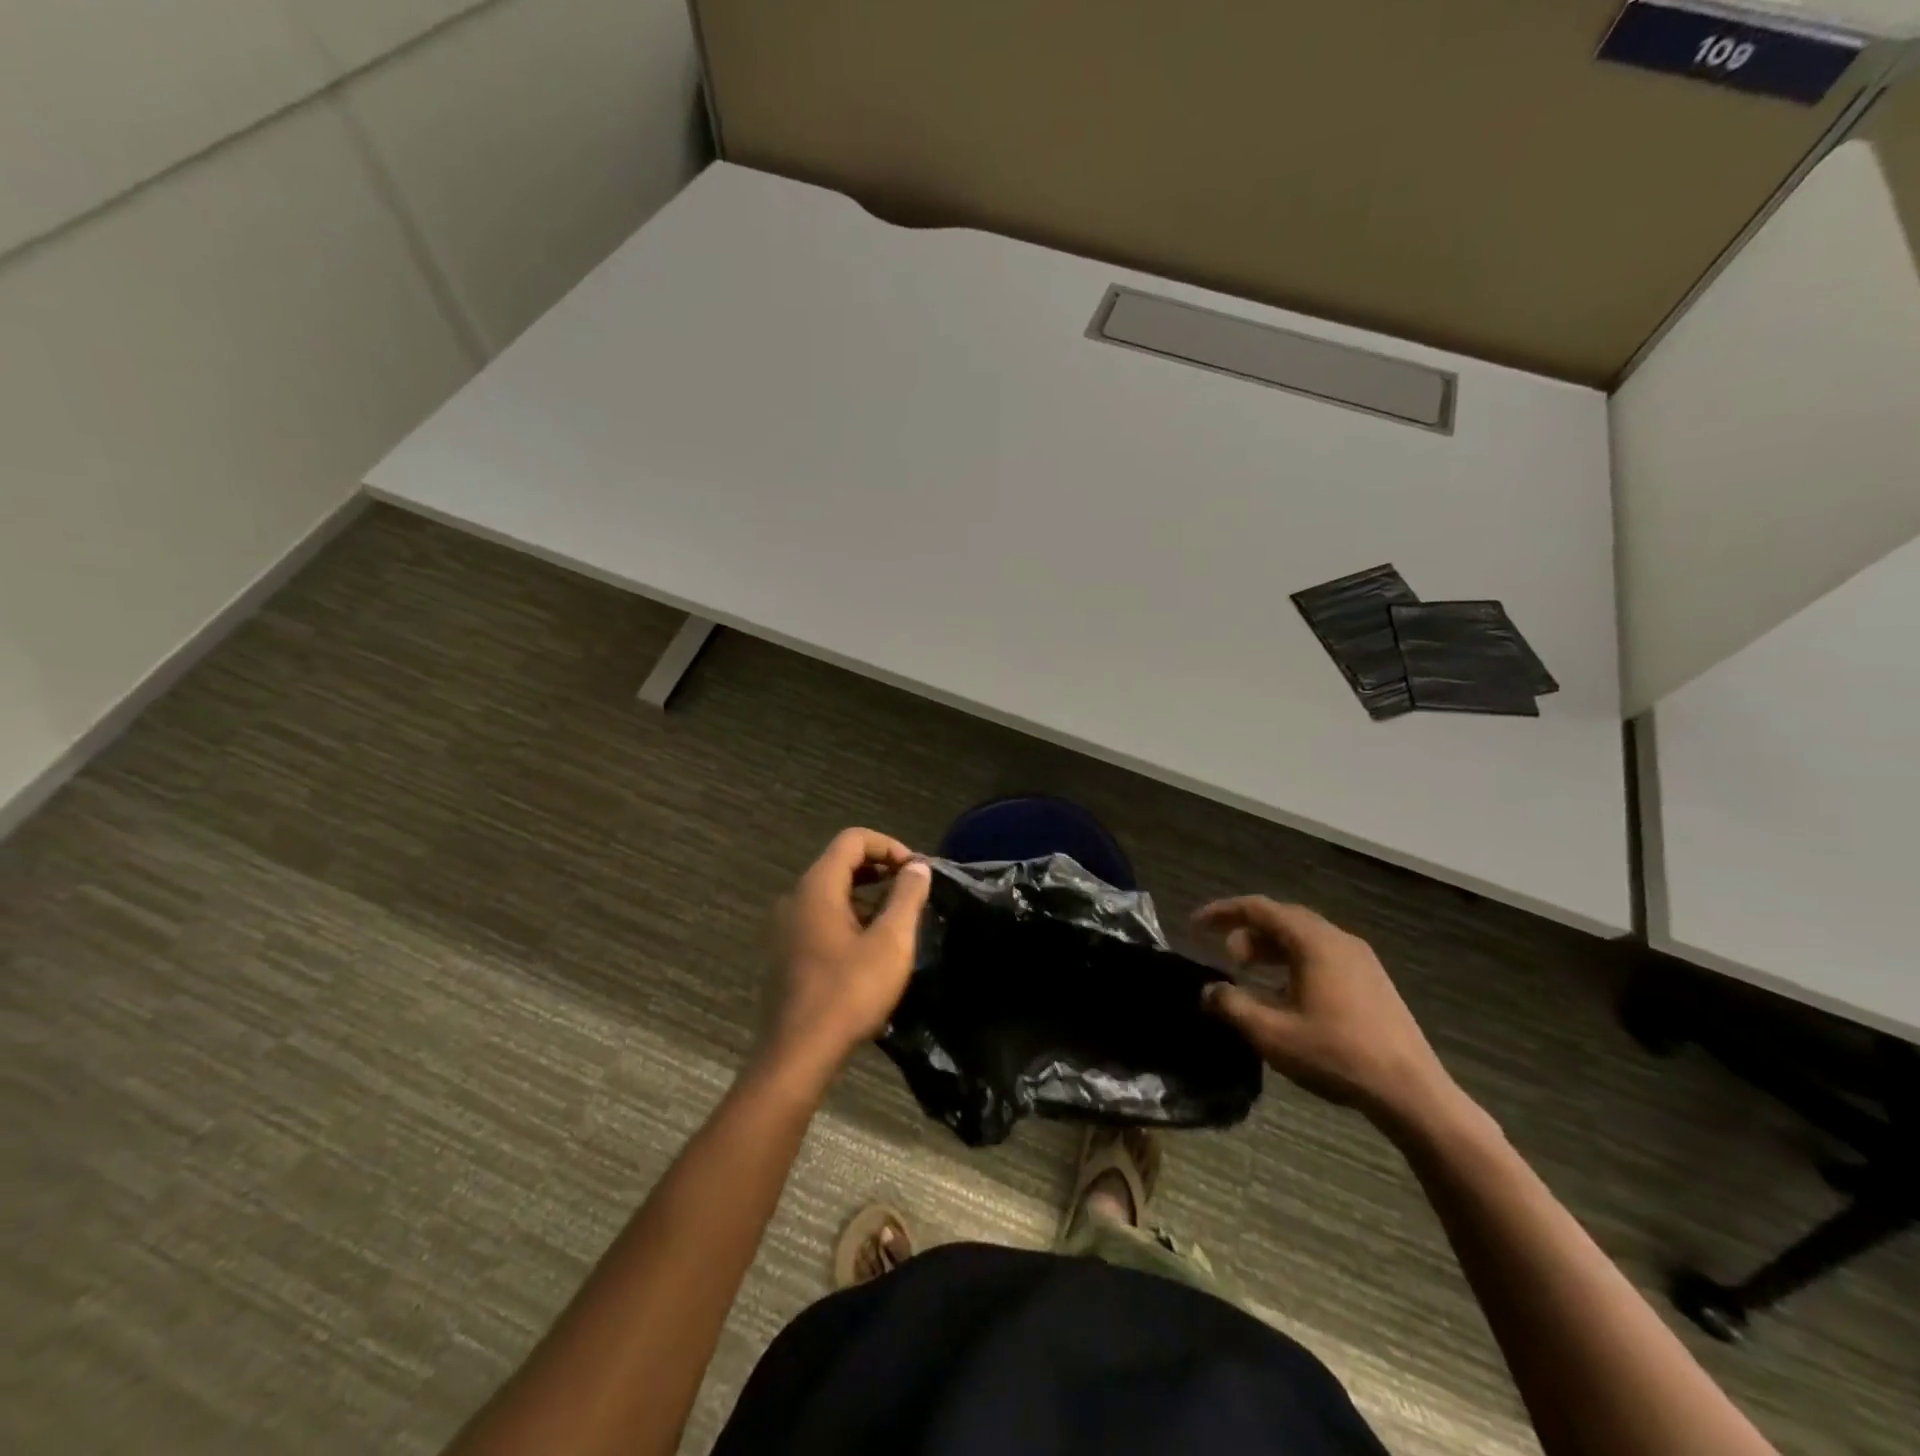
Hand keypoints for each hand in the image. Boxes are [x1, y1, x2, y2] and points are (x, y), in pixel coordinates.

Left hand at [763, 828, 931, 1079]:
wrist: (797, 1054)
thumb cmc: (848, 993)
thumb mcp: (891, 943)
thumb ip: (907, 897)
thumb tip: (918, 867)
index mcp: (817, 888)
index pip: (852, 840)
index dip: (889, 846)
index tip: (916, 871)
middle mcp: (795, 899)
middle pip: (840, 863)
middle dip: (880, 870)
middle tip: (912, 891)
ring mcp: (786, 927)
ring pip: (831, 893)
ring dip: (867, 896)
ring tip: (898, 920)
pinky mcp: (786, 953)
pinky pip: (821, 918)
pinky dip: (849, 918)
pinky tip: (872, 948)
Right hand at [1195, 897, 1459, 1130]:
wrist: (1412, 1093)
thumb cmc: (1337, 1055)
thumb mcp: (1271, 1033)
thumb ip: (1232, 1006)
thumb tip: (1208, 990)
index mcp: (1313, 942)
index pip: (1259, 908)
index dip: (1222, 913)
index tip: (1195, 925)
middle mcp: (1338, 940)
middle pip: (1283, 918)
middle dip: (1247, 932)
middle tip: (1226, 958)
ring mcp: (1360, 960)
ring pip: (1304, 937)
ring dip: (1271, 948)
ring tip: (1249, 973)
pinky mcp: (1372, 981)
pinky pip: (1322, 955)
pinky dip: (1293, 961)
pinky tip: (1285, 993)